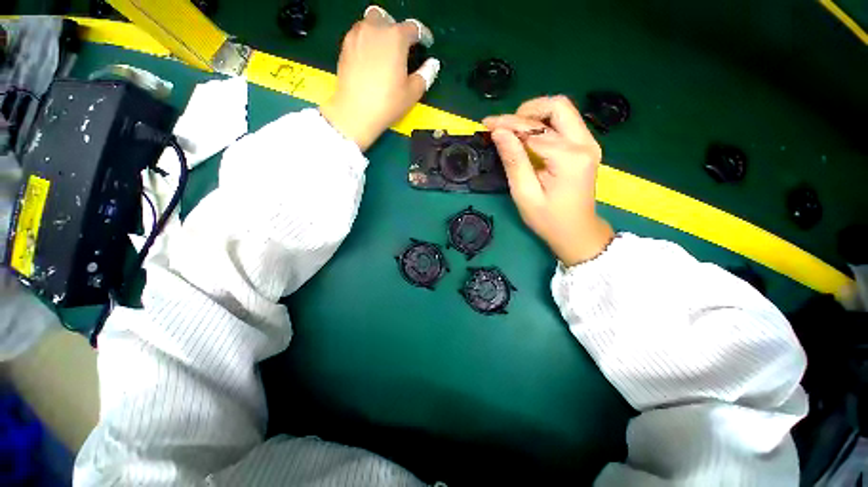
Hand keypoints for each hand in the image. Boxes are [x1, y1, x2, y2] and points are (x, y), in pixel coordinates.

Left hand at [319, 6, 439, 150]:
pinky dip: (366, 41)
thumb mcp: (412, 93)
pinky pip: (358, 35)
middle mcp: (375, 29)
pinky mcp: (345, 46)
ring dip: (380, 32)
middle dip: (397, 29)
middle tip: (401, 48)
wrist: (355, 112)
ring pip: (370, 23)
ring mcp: (357, 35)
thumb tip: (432, 64)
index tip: (425, 44)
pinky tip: (370, 58)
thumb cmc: (387, 103)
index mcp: (395, 38)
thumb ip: (426, 74)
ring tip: (385, 52)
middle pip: (388, 19)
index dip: (422, 36)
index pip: (413, 28)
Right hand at [483, 96, 613, 265]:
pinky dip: (544, 124)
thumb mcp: (525, 194)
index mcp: (570, 158)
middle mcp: (585, 144)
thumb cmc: (548, 219)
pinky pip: (565, 123)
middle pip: (558, 106)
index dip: (508, 124)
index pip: (535, 130)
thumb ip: (513, 161)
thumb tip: (499, 132)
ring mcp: (589, 143)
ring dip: (535, 116)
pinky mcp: (586, 147)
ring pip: (562, 111)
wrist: (577, 231)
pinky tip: (528, 137)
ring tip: (513, 130)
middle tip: (504, 126)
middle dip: (526, 111)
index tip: (487, 124)